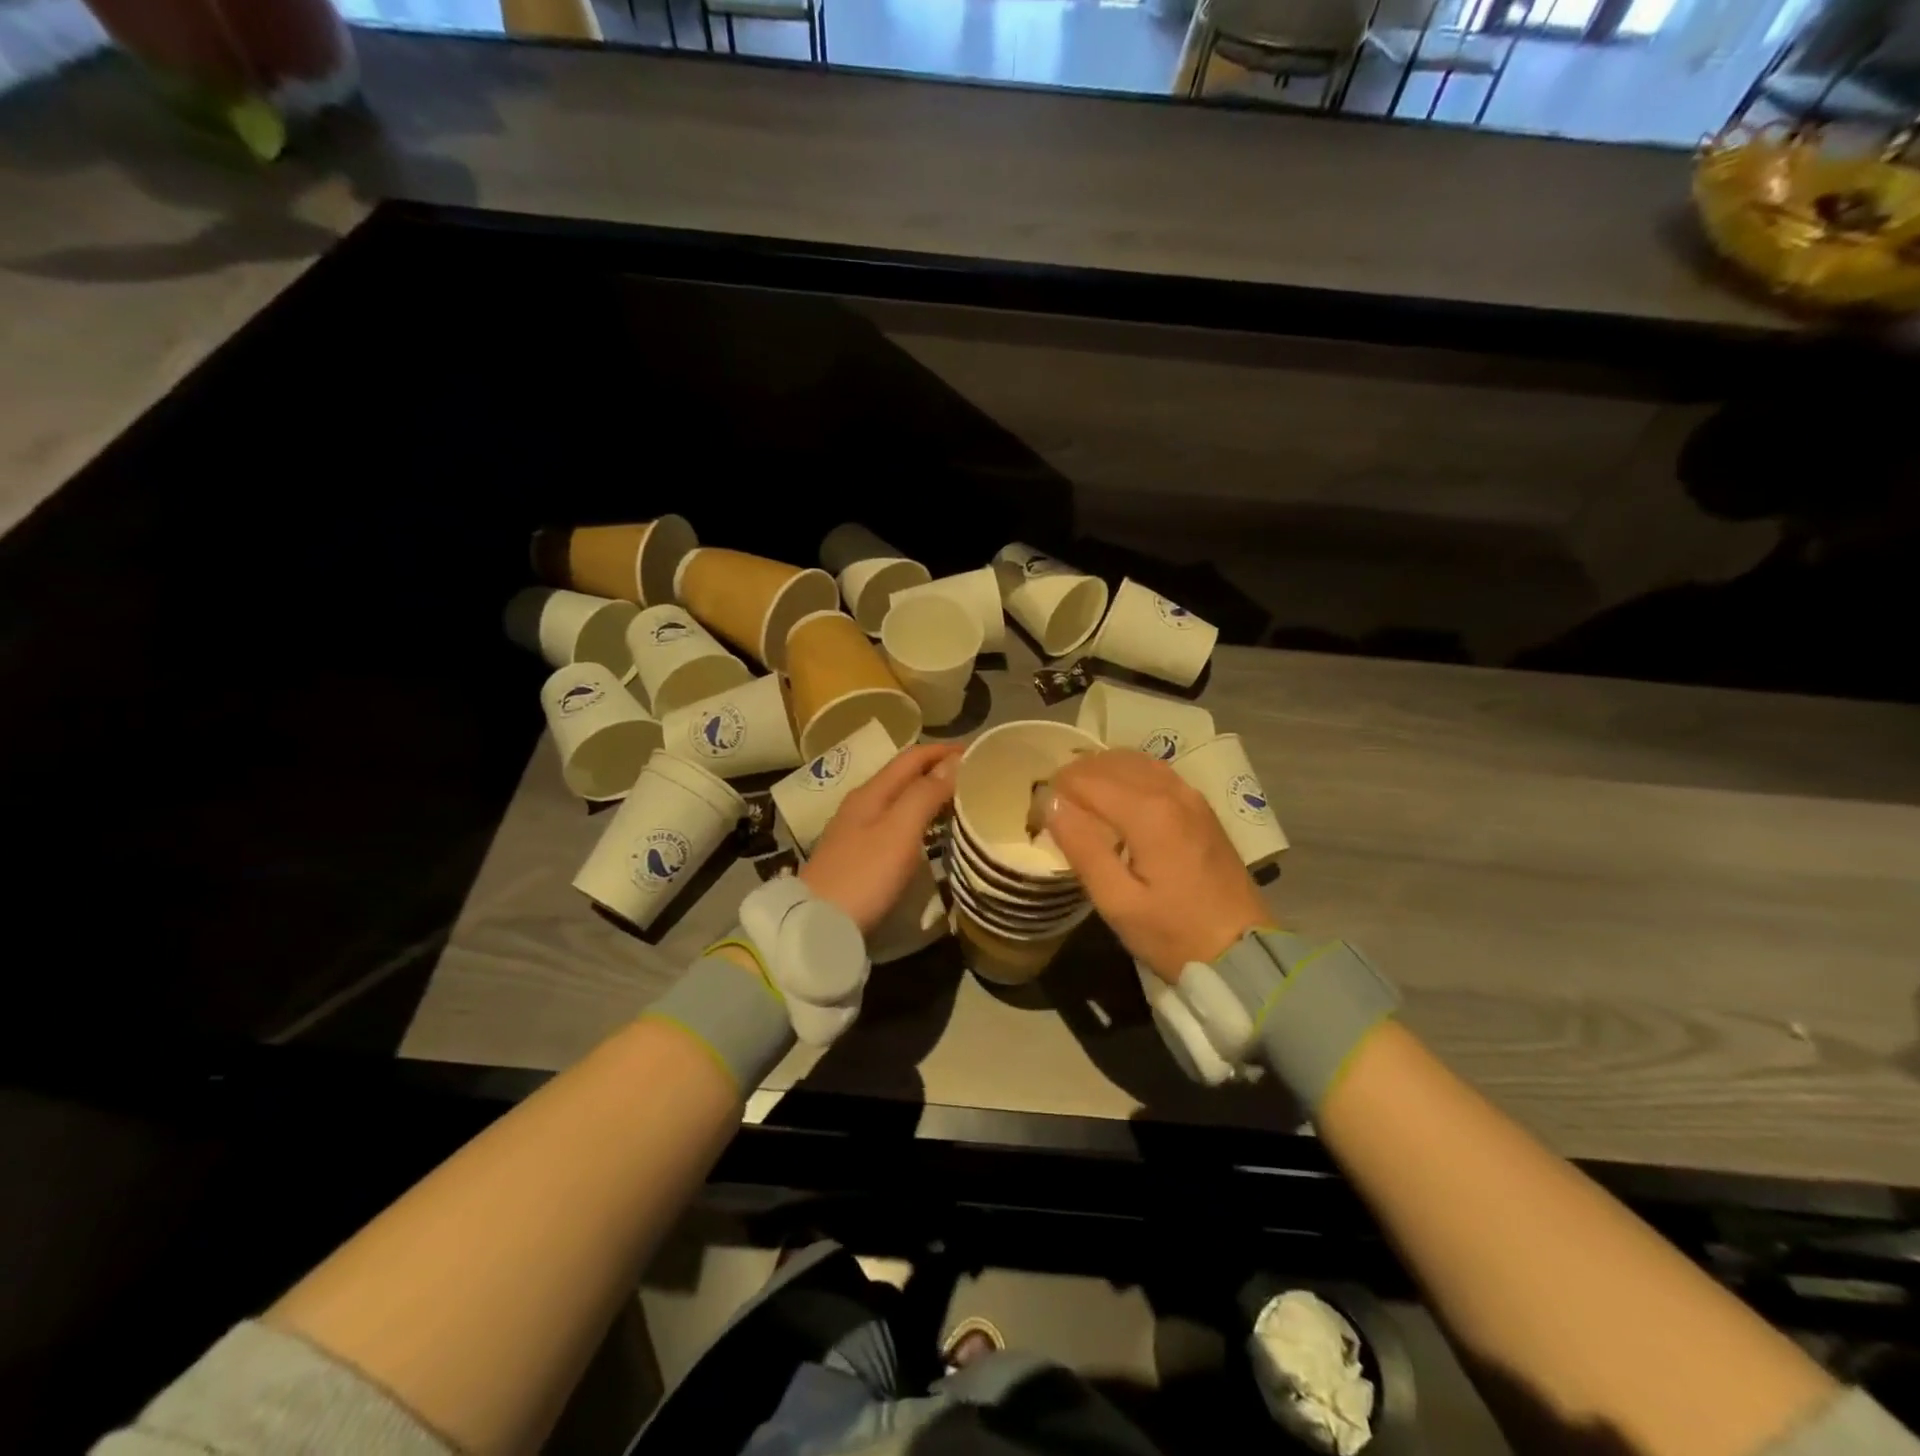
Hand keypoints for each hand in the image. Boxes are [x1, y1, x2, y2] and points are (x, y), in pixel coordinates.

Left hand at [801, 742, 961, 936]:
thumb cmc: (864, 875)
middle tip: (974, 778)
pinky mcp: (856, 855)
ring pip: (898, 800)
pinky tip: (929, 833)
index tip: (978, 753)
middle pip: (904, 776)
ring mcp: (855, 830)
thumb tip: (953, 762)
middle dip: (938, 770)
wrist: (816, 924)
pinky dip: (917, 818)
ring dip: (928, 795)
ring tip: (959, 803)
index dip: (944, 751)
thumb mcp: (899, 831)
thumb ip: (925, 794)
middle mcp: (861, 804)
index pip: (912, 757)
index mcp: (871, 792)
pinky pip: (893, 823)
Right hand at [1045, 749, 1272, 981]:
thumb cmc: (1173, 934)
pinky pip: (1155, 771)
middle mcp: (1171, 791)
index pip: (1085, 778)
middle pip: (1109, 762)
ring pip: (1133, 760)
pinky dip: (1127, 774)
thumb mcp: (1117, 902)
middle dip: (1074, 777)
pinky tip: (1116, 799)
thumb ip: (1082, 847)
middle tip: (1054, 809)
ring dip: (1100, 771)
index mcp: (1148, 812)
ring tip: (1079, 801)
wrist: (1242, 952)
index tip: (1037, 817)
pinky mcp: (1201, 806)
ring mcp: (1191, 795)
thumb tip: (1051, 802)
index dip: (1055, 791)